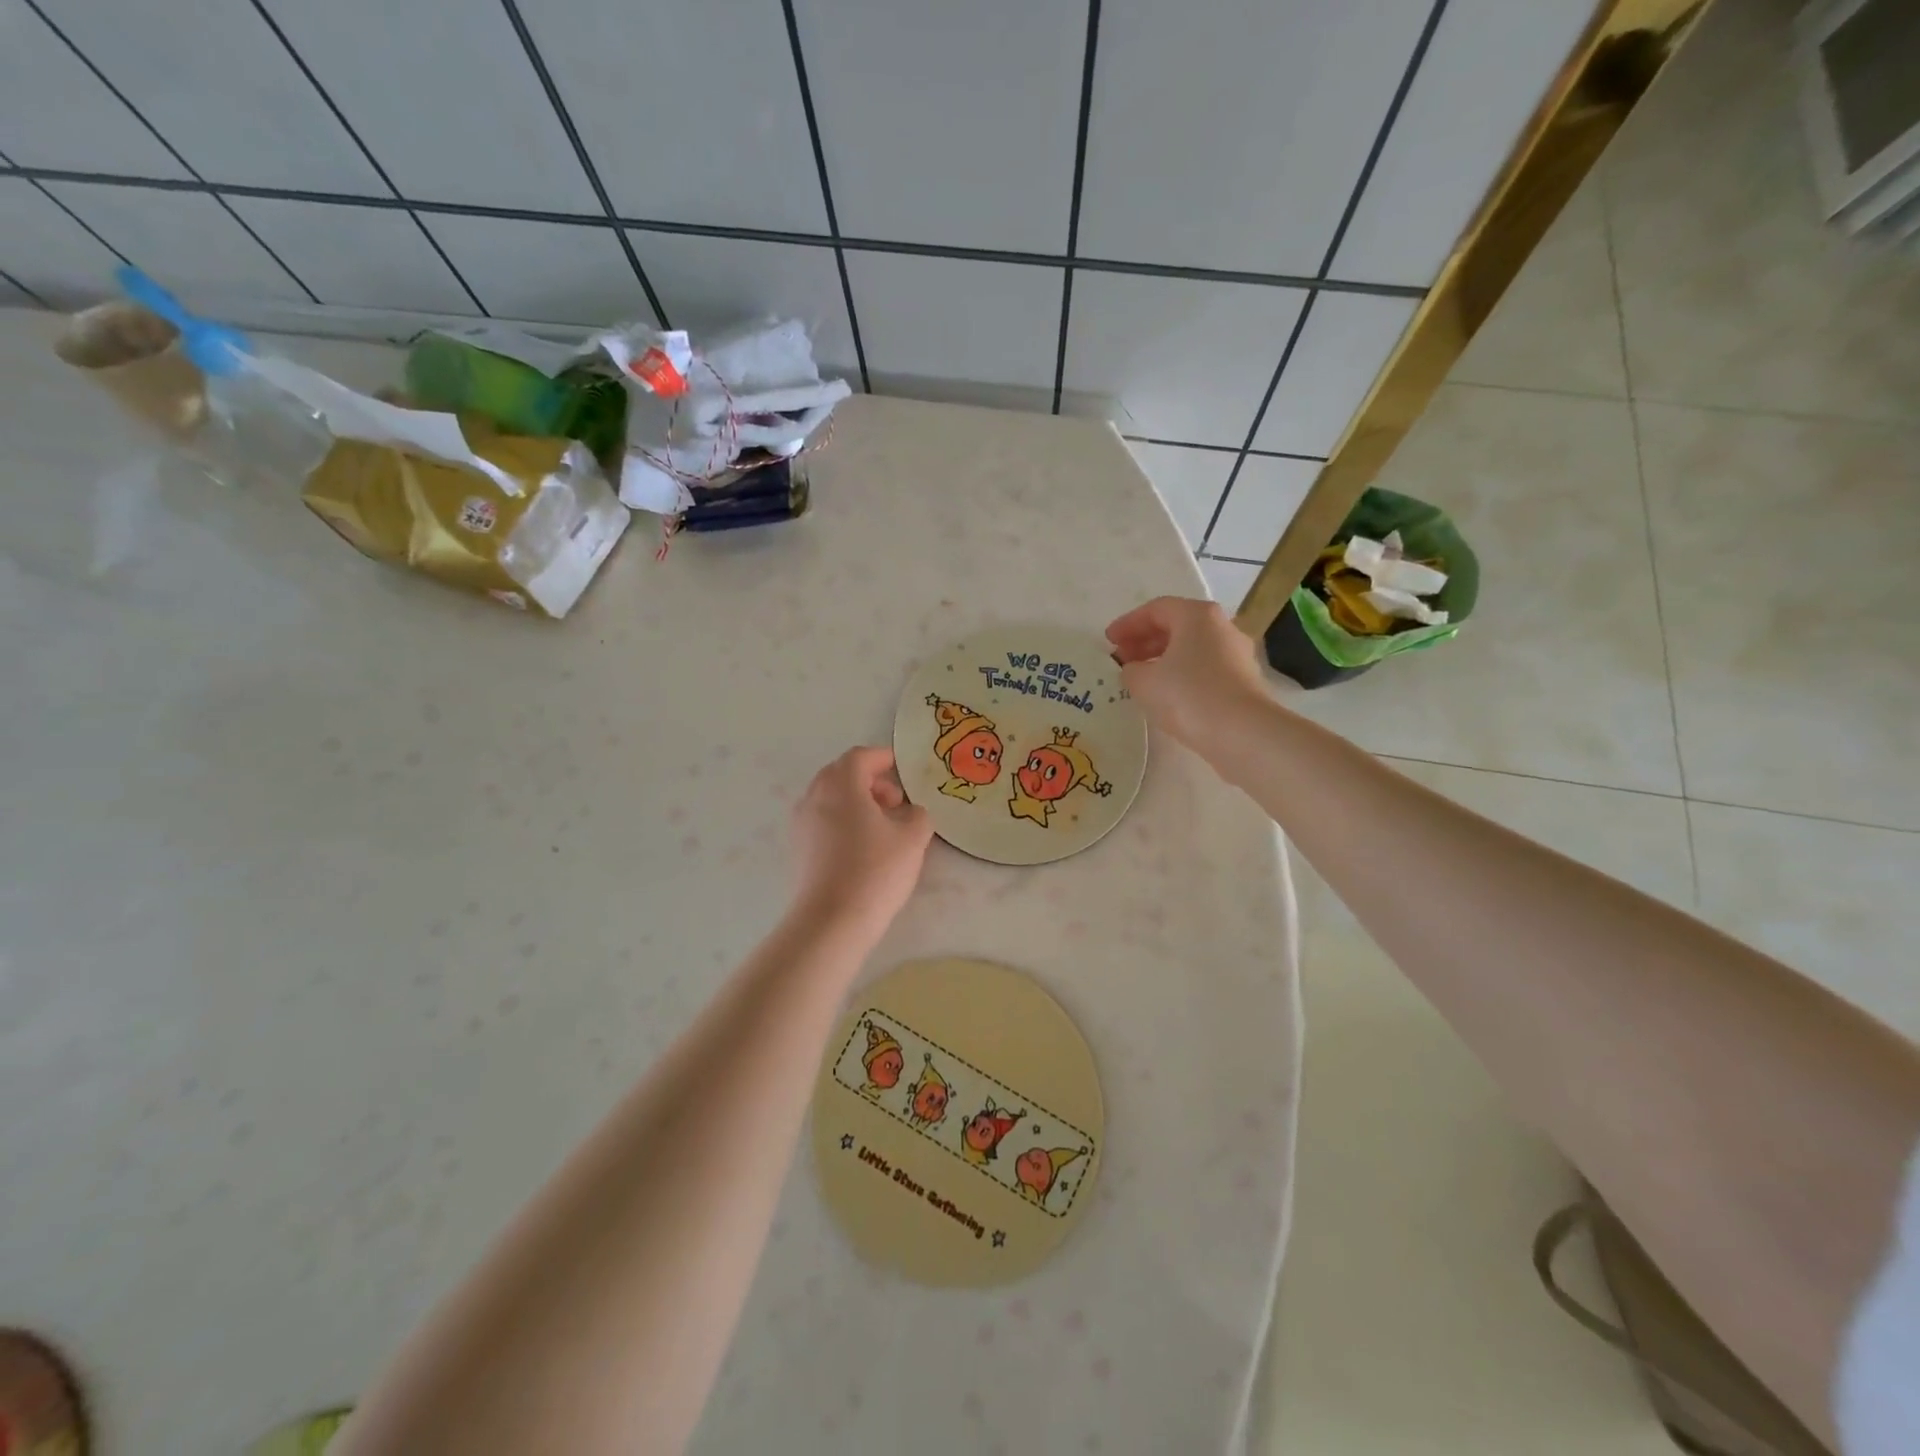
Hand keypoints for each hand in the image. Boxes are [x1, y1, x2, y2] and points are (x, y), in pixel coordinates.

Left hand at [791, 746, 933, 932]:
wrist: (831, 920)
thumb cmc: (875, 870)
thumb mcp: (912, 839)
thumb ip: (918, 816)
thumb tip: (911, 812)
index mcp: (841, 784)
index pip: (861, 756)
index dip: (884, 758)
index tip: (903, 768)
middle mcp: (814, 796)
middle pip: (842, 774)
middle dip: (871, 781)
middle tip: (895, 802)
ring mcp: (801, 823)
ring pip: (830, 798)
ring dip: (856, 802)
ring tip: (882, 827)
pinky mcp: (798, 848)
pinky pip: (822, 820)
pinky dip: (843, 821)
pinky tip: (863, 847)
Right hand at [1106, 596, 1269, 752]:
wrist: (1242, 733)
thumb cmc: (1188, 695)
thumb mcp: (1144, 682)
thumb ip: (1130, 670)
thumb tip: (1135, 670)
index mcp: (1198, 616)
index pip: (1156, 609)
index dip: (1128, 623)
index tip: (1108, 641)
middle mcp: (1222, 627)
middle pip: (1177, 626)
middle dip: (1144, 641)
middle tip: (1121, 659)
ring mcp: (1237, 655)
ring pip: (1192, 649)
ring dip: (1162, 659)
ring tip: (1140, 679)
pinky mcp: (1243, 681)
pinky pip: (1204, 669)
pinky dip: (1181, 675)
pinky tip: (1167, 695)